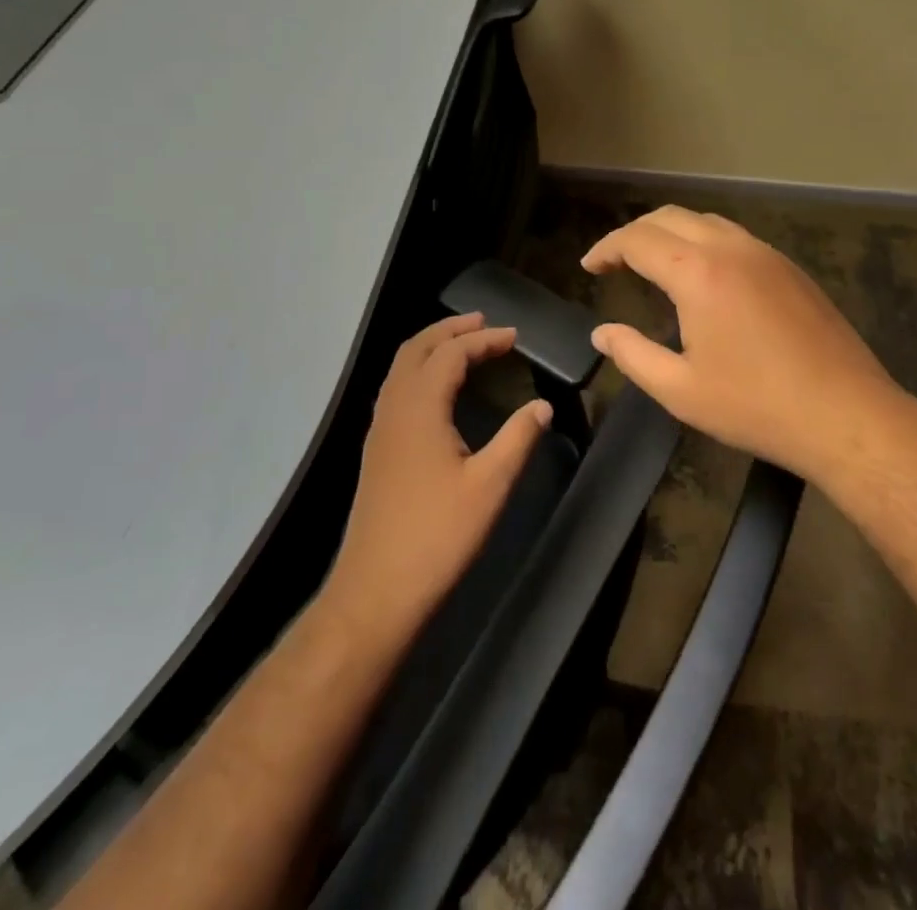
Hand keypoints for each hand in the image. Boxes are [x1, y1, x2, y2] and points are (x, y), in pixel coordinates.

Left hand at [322, 314, 549, 644]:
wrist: (375, 592)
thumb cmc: (437, 536)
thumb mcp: (490, 486)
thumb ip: (518, 438)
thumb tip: (542, 405)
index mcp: (419, 409)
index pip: (450, 354)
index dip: (483, 339)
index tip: (515, 336)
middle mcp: (393, 409)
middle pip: (416, 349)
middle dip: (451, 330)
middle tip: (485, 323)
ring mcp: (380, 431)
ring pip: (402, 369)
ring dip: (432, 348)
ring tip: (465, 346)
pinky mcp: (377, 451)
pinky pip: (397, 390)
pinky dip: (421, 372)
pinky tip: (440, 391)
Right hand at [582, 206, 903, 483]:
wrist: (846, 414)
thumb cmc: (756, 406)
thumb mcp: (681, 390)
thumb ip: (633, 355)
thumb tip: (601, 333)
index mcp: (698, 272)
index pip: (638, 240)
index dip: (607, 248)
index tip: (589, 267)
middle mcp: (731, 248)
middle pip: (670, 217)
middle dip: (634, 233)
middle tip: (615, 263)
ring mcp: (766, 254)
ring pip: (706, 220)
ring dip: (671, 232)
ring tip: (653, 262)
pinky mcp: (790, 268)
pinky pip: (735, 237)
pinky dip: (704, 241)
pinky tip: (703, 275)